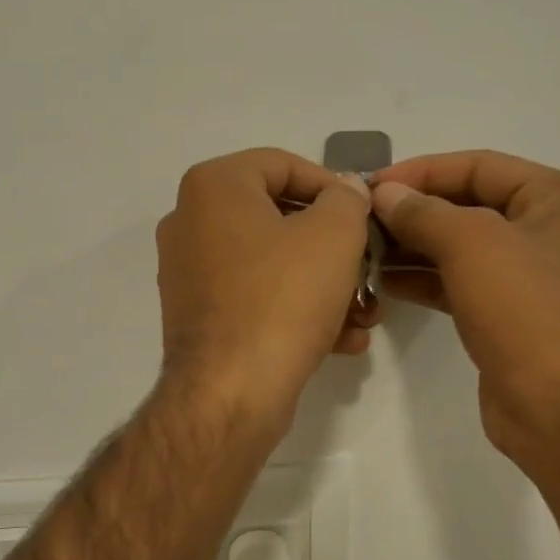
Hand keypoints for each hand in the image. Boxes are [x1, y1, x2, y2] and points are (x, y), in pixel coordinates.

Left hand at [156, 148, 379, 433]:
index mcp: (213, 187)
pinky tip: (341, 340)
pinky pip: (256, 299)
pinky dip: (296, 311)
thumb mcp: (335, 234)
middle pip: (279, 219)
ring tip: (365, 314)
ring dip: (325, 286)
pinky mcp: (199, 318)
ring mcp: (190, 274)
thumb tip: (344, 191)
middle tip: (370, 269)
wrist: (230, 393)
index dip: (333, 186)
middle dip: (336, 248)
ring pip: (273, 265)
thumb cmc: (283, 298)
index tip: (365, 215)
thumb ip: (347, 198)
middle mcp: (190, 223)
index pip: (283, 165)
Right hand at [370, 150, 559, 459]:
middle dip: (413, 211)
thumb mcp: (472, 245)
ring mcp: (526, 276)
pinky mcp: (505, 314)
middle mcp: (546, 231)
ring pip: (458, 247)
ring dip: (411, 246)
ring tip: (362, 249)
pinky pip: (457, 282)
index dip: (422, 171)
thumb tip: (384, 194)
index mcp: (557, 199)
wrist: (559, 407)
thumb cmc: (526, 311)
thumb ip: (423, 212)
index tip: (372, 184)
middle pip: (467, 205)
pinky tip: (382, 281)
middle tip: (361, 219)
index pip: (479, 166)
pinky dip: (422, 279)